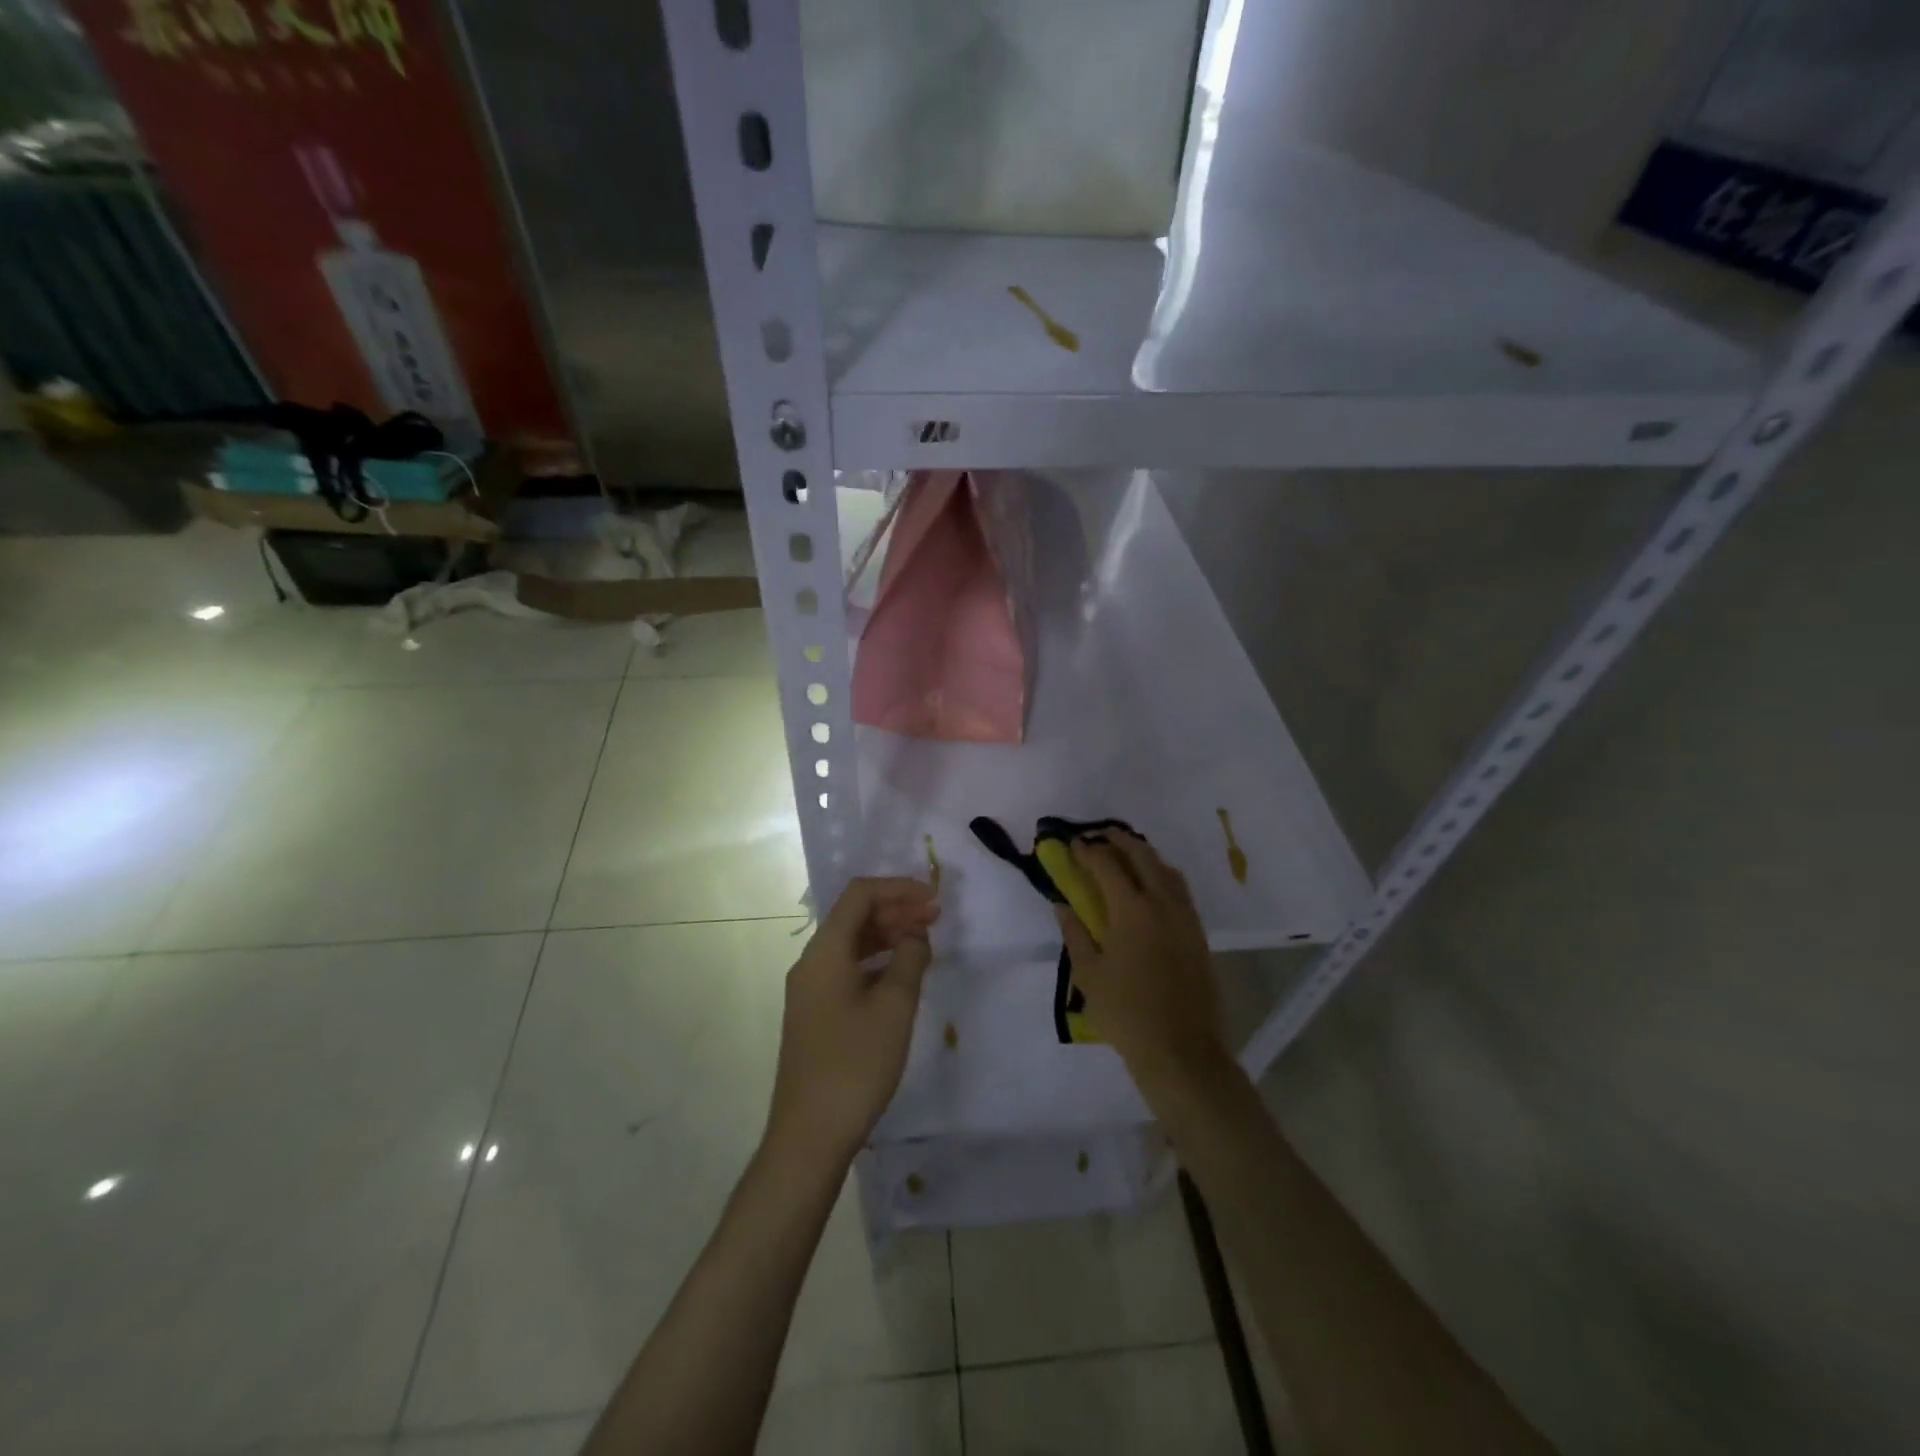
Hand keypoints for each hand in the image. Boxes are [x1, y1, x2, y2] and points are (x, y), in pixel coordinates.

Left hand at [766, 877, 938, 1165]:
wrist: (809, 1136)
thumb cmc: (855, 1065)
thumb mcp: (894, 1008)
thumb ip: (909, 959)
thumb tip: (915, 934)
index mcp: (825, 952)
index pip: (859, 895)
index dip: (898, 888)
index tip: (934, 899)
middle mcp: (812, 962)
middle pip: (853, 916)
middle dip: (895, 909)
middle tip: (936, 918)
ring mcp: (810, 989)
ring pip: (851, 943)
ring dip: (887, 934)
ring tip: (924, 941)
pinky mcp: (815, 1012)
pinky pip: (847, 968)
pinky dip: (876, 960)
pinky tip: (901, 974)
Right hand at [1054, 832, 1230, 1094]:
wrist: (1181, 1050)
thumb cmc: (1126, 1013)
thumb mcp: (1088, 974)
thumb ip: (1075, 933)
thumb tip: (1063, 905)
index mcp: (1132, 910)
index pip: (1107, 865)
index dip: (1088, 851)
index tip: (1073, 844)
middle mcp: (1162, 903)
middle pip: (1142, 856)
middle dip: (1119, 840)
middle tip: (1099, 836)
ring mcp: (1185, 917)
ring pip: (1166, 870)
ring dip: (1144, 855)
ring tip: (1126, 855)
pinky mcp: (1198, 934)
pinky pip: (1180, 890)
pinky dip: (1162, 876)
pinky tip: (1151, 887)